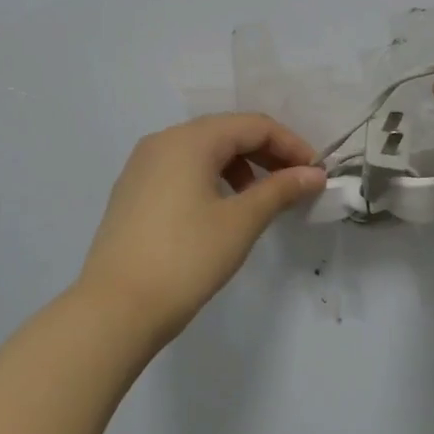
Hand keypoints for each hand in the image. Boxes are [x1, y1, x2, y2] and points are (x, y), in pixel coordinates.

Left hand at [79, 114, 325, 347]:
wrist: (117, 308)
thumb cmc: (186, 258)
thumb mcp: (241, 221)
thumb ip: (280, 190)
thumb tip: (314, 174)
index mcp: (189, 140)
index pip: (253, 125)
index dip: (291, 145)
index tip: (316, 174)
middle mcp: (162, 142)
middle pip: (227, 133)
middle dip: (267, 154)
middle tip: (296, 185)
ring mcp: (142, 167)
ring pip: (204, 152)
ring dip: (241, 167)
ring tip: (263, 199)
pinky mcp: (133, 192)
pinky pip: (183, 171)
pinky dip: (213, 179)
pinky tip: (225, 210)